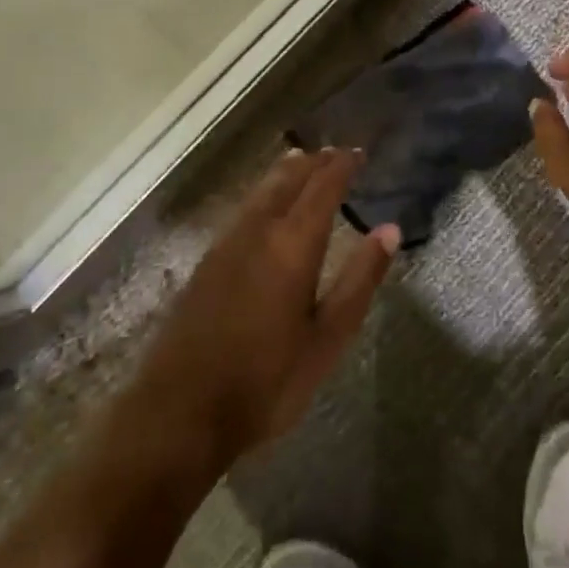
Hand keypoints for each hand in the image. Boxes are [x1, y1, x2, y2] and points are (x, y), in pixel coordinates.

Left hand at [127, 148, 397, 475]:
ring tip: (301, 162)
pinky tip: (264, 207)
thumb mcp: (328, 338)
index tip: (359, 152)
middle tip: (334, 152)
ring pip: (261, 191)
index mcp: (293, 244)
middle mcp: (258, 231)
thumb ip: (360, 280)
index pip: (323, 187)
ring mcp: (226, 245)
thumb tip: (389, 230)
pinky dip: (264, 194)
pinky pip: (243, 210)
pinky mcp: (206, 264)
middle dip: (313, 162)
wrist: (178, 415)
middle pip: (287, 179)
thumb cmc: (266, 381)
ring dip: (285, 173)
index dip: (342, 166)